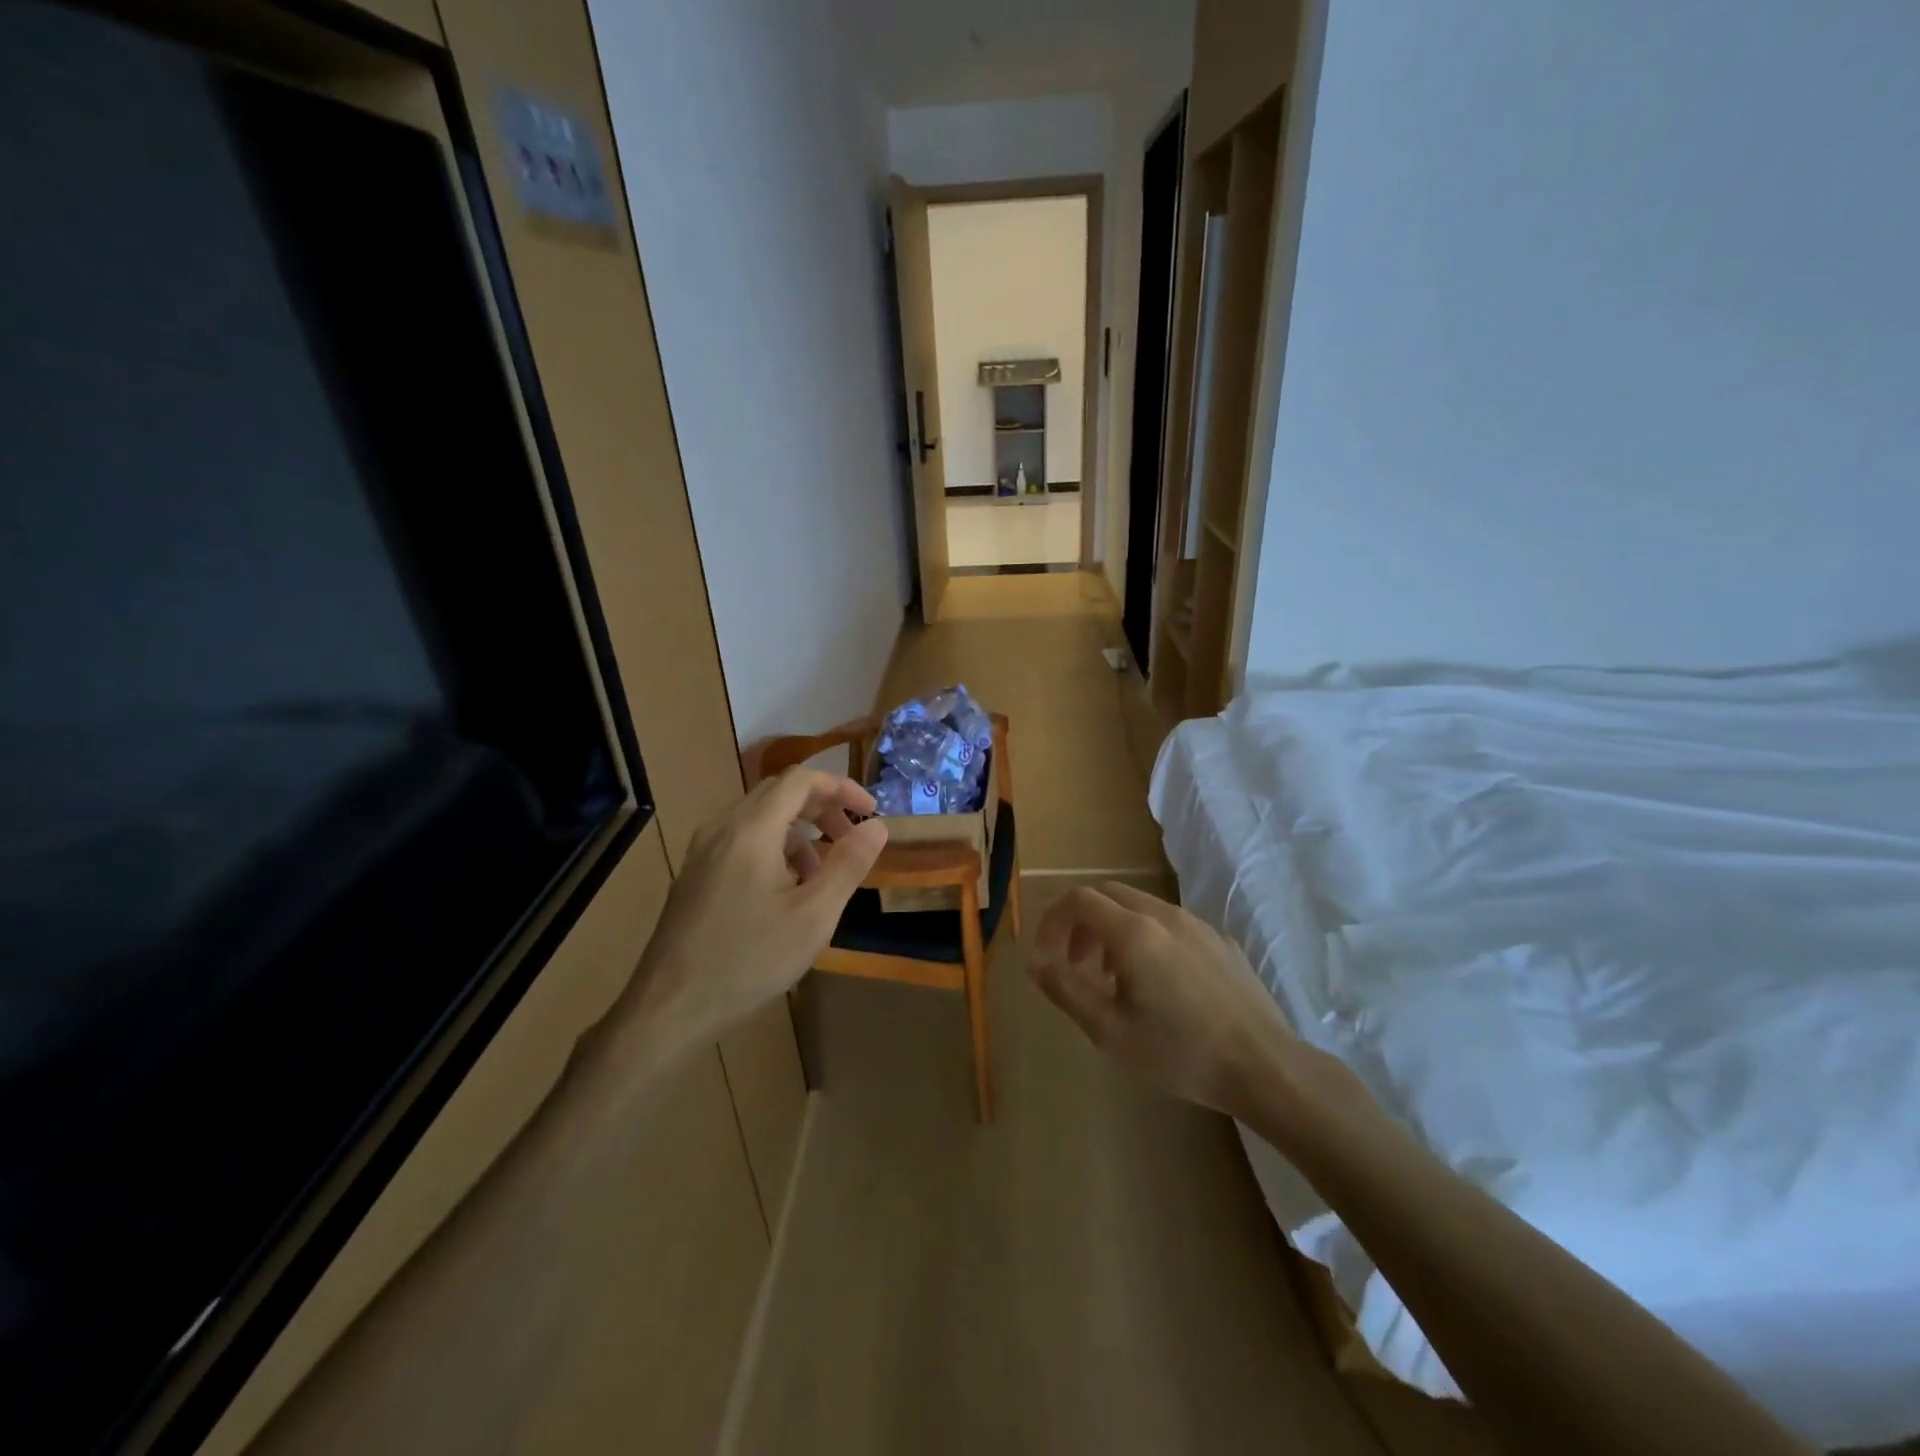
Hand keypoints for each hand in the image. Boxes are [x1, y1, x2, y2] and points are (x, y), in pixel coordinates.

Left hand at [619, 768, 886, 1050]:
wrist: (670, 1007)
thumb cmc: (749, 960)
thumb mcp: (814, 916)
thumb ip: (848, 864)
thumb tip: (877, 826)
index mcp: (752, 829)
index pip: (802, 779)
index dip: (842, 787)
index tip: (870, 812)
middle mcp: (723, 827)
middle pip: (779, 792)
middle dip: (822, 808)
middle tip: (850, 838)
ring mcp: (703, 850)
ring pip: (760, 817)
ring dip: (798, 832)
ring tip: (820, 875)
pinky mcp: (695, 873)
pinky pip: (741, 840)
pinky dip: (773, 848)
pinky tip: (784, 892)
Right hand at [1029, 882, 1307, 1121]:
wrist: (1264, 1067)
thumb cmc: (1179, 1053)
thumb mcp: (1109, 1031)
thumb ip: (1065, 989)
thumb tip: (1035, 961)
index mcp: (1133, 932)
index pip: (1078, 900)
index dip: (1053, 922)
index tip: (1048, 957)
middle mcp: (1164, 914)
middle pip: (1108, 895)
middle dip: (1082, 924)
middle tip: (1079, 967)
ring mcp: (1198, 924)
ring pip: (1141, 907)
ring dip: (1114, 931)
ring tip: (1117, 980)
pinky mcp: (1221, 941)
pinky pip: (1172, 924)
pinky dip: (1148, 938)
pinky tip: (1163, 986)